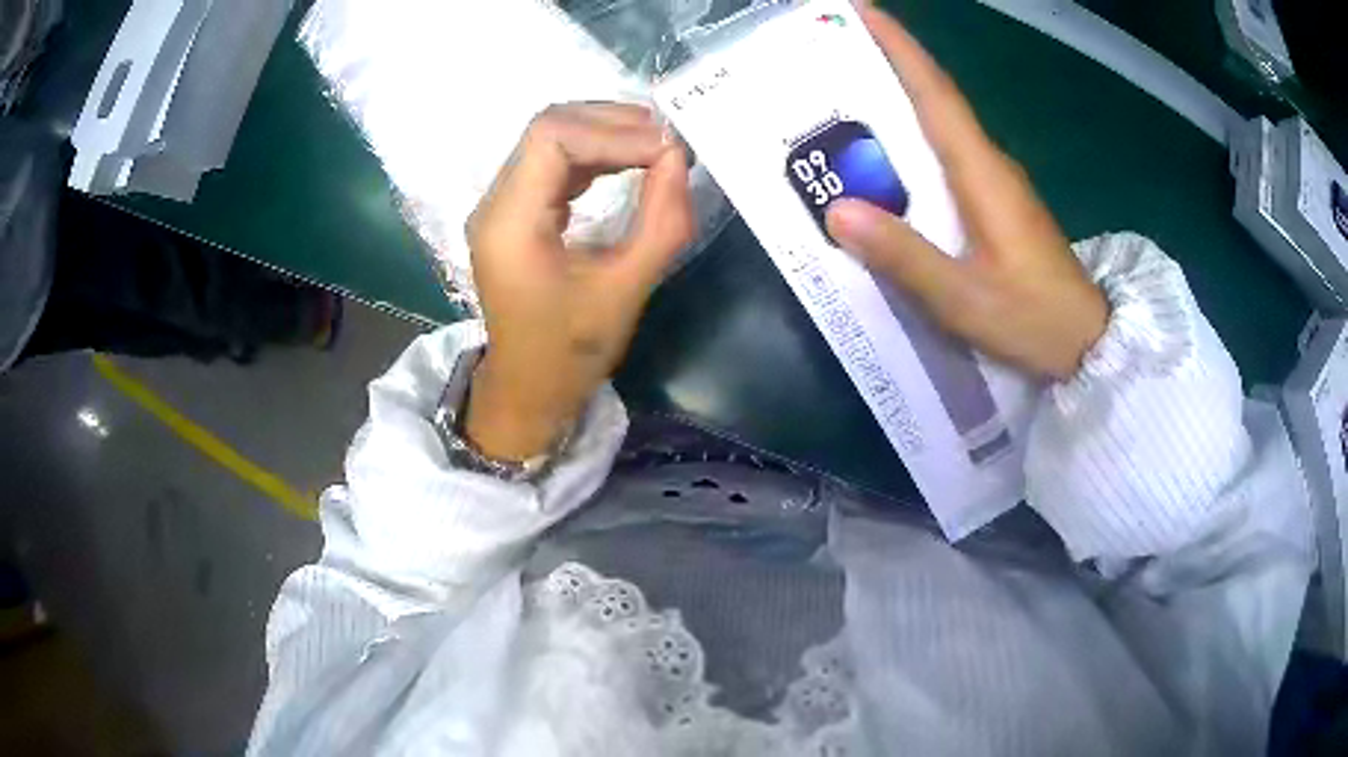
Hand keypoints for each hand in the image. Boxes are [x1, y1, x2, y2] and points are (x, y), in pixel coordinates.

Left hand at [464, 104, 694, 460]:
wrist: (529, 389)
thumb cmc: (571, 352)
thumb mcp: (626, 290)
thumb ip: (661, 221)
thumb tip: (679, 157)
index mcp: (508, 223)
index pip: (552, 137)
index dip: (614, 132)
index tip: (668, 150)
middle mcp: (495, 203)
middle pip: (548, 126)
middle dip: (612, 123)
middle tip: (669, 140)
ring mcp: (501, 204)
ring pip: (551, 138)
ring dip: (606, 133)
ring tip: (658, 146)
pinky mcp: (516, 211)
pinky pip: (553, 162)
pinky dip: (595, 154)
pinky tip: (631, 162)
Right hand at [826, 9, 1108, 380]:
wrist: (1089, 345)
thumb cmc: (1033, 319)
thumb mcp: (964, 299)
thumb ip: (904, 256)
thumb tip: (837, 209)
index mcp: (982, 172)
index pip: (934, 92)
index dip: (899, 46)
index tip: (861, 10)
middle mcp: (988, 164)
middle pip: (933, 99)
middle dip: (886, 63)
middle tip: (830, 49)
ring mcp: (995, 183)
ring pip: (940, 126)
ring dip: (897, 100)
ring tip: (842, 94)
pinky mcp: (996, 205)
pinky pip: (946, 157)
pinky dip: (912, 141)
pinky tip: (885, 158)